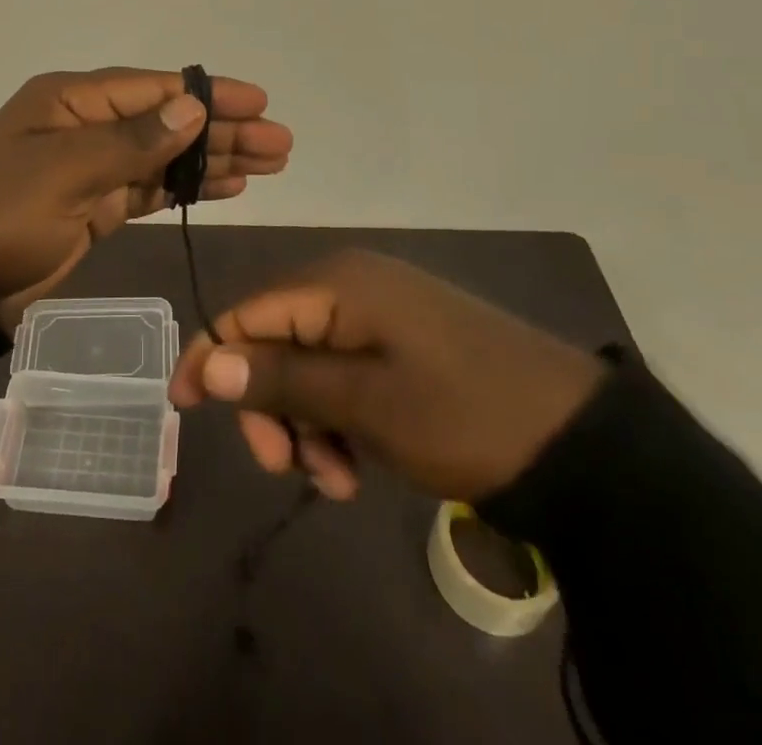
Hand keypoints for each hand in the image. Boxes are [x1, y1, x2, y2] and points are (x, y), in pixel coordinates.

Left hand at [0, 68, 291, 330]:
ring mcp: (91, 168)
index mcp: (70, 101)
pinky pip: (152, 189)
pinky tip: (228, 187)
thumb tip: (192, 107)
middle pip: (167, 121)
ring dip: (214, 159)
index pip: (153, 89)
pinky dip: (188, 188)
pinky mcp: (96, 207)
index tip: (258, 103)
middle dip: (223, 131)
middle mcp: (85, 125)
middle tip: (280, 143)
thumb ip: (132, 141)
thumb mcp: (64, 172)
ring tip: (269, 164)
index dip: (208, 95)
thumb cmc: (0, 217)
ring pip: (166, 156)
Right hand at [169, 249, 604, 502]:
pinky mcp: (403, 340)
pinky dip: (339, 418)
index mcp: (337, 283)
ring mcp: (380, 312)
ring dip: (307, 423)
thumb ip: (282, 379)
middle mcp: (351, 285)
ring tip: (338, 479)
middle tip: (287, 468)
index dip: (210, 357)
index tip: (184, 411)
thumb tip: (206, 362)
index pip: (246, 312)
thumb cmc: (462, 414)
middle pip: (275, 341)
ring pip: (310, 365)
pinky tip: (359, 464)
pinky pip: (345, 372)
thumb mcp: (366, 403)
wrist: (577, 438)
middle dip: (271, 406)